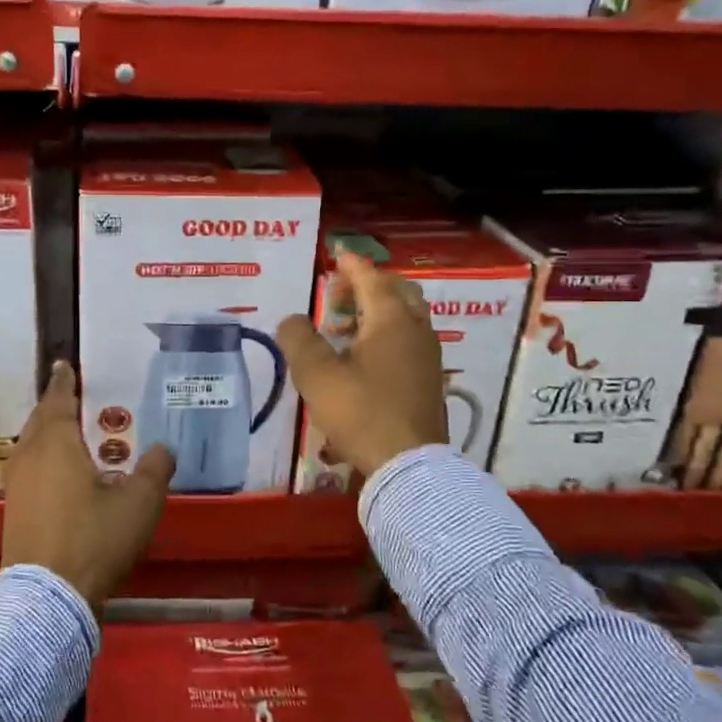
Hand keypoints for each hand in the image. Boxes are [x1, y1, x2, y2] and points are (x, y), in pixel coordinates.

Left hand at [2, 361, 174, 613]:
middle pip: (39, 421)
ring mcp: (16, 486)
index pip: (58, 400)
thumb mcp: (139, 503)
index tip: (64, 365)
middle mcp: (29, 457)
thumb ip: (154, 470)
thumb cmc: (94, 538)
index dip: (64, 382)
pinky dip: (43, 461)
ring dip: (46, 435)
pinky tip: (60, 476)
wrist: (47, 597)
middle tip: (72, 398)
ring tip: (68, 435)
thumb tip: (163, 449)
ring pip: (30, 447)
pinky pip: (28, 470)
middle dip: (54, 407)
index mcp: (56, 443)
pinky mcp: (13, 512)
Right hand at [276, 251, 447, 477]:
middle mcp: (416, 331)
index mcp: (391, 321)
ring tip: (345, 326)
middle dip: (369, 285)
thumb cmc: (360, 412)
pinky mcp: (429, 380)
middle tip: (339, 293)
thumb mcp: (316, 375)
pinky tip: (364, 357)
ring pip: (407, 317)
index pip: (372, 279)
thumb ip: (299, 340)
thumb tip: (292, 320)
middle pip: (398, 292)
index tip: (337, 256)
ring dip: (378, 311)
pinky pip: (409, 340)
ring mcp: (428, 356)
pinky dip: (387, 334)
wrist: (408, 465)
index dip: (352, 266)